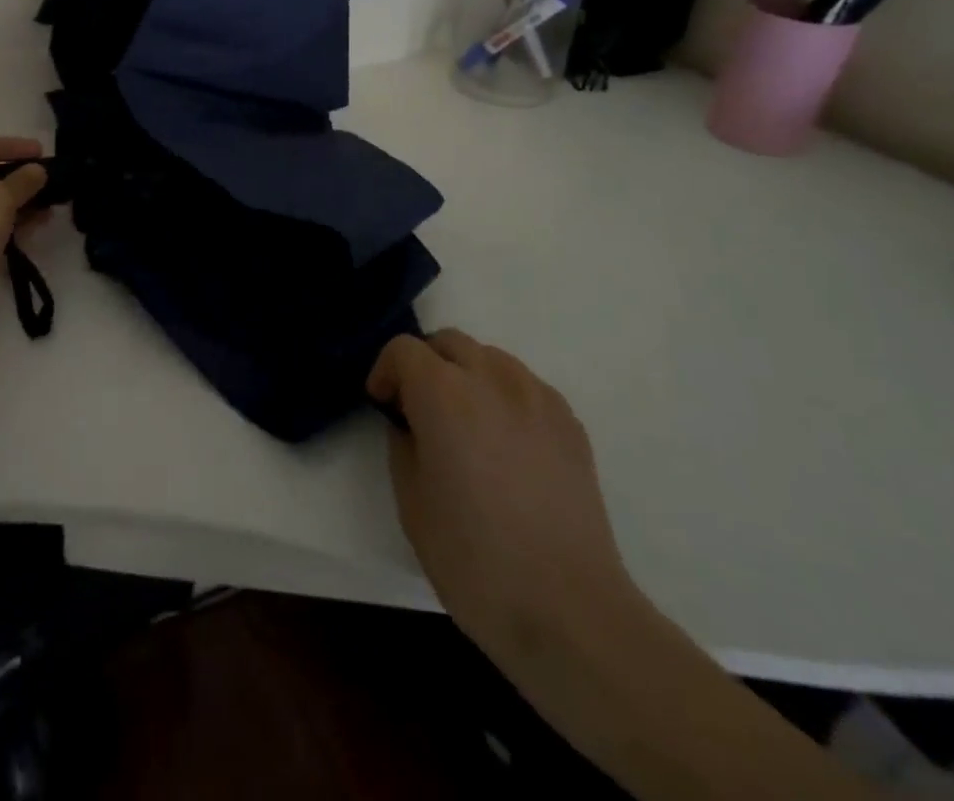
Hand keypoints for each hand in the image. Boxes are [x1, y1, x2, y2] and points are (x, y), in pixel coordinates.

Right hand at [368, 330, 637, 663]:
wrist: (569, 611)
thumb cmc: (473, 559)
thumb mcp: (411, 501)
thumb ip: (403, 444)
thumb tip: (411, 424)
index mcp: (443, 393)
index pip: (403, 349)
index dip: (386, 372)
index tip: (383, 406)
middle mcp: (491, 379)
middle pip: (449, 342)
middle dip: (425, 365)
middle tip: (419, 411)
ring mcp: (537, 398)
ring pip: (490, 358)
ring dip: (467, 375)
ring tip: (466, 425)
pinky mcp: (570, 424)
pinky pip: (526, 386)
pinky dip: (505, 397)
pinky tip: (507, 446)